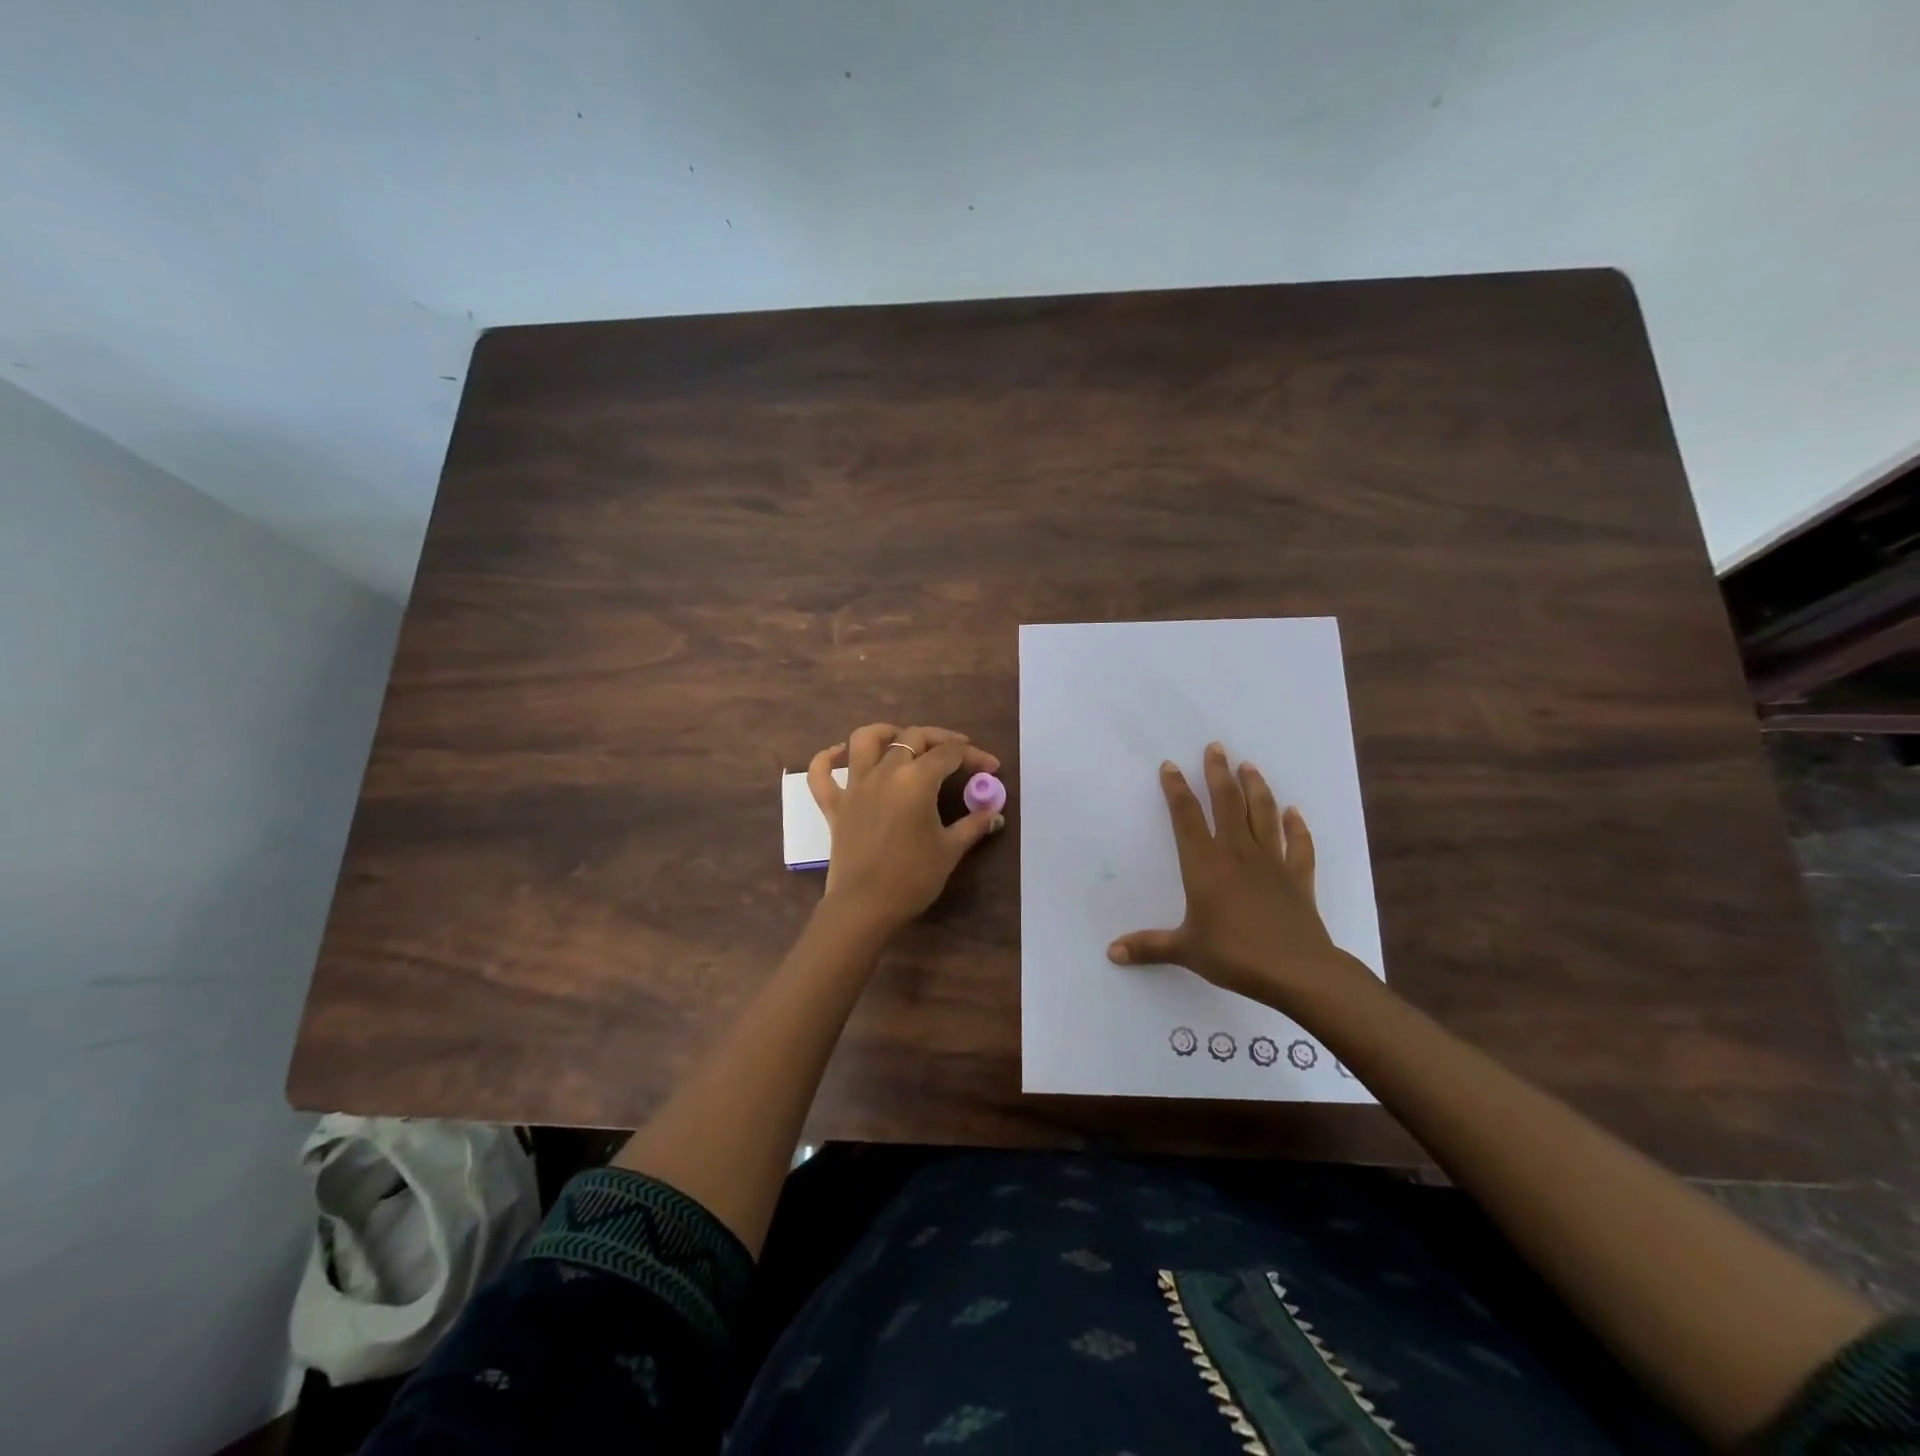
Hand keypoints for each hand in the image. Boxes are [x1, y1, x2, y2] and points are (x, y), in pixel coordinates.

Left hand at [807, 723, 1003, 932]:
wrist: (865, 906)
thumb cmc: (912, 877)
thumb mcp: (950, 850)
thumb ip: (973, 825)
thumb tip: (994, 813)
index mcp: (916, 780)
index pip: (949, 754)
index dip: (974, 756)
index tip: (991, 768)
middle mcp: (884, 772)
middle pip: (913, 737)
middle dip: (940, 739)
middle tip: (959, 752)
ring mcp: (855, 786)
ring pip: (865, 740)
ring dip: (886, 732)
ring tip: (902, 739)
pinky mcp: (834, 805)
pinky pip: (821, 774)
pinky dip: (826, 758)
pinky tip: (838, 753)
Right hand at [1107, 742, 1374, 1010]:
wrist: (1297, 971)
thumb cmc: (1235, 955)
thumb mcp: (1186, 950)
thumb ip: (1148, 946)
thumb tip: (1111, 953)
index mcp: (1205, 865)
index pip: (1186, 817)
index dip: (1177, 790)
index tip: (1171, 766)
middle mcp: (1238, 853)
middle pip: (1227, 803)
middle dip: (1219, 773)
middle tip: (1216, 747)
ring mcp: (1272, 862)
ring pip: (1262, 815)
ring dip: (1256, 788)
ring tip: (1249, 766)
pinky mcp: (1298, 878)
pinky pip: (1299, 845)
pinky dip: (1297, 827)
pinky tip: (1294, 812)